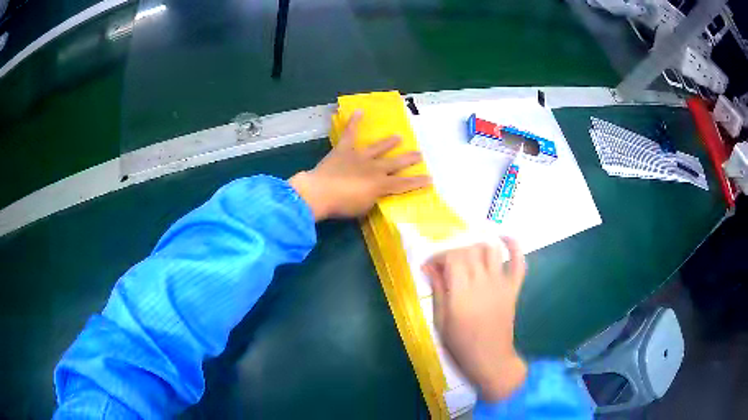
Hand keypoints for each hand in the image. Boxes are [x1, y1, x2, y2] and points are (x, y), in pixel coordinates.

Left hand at [289, 110, 430, 220]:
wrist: (320, 193)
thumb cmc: (342, 205)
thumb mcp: (363, 208)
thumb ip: (372, 198)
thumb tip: (374, 192)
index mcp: (380, 184)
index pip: (404, 184)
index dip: (417, 182)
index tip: (430, 179)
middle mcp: (374, 168)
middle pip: (395, 163)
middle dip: (409, 159)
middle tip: (419, 154)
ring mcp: (359, 157)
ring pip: (378, 148)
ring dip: (389, 143)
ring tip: (398, 137)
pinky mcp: (344, 150)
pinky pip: (350, 134)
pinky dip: (354, 122)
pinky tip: (359, 111)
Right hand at [422, 238, 527, 401]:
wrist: (490, 360)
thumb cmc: (460, 346)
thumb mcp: (441, 321)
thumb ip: (438, 291)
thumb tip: (429, 267)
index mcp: (462, 294)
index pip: (453, 258)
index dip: (440, 257)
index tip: (431, 266)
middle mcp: (483, 283)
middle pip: (470, 251)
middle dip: (454, 253)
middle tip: (446, 267)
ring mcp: (501, 284)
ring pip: (491, 250)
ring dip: (477, 249)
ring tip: (468, 260)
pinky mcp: (513, 289)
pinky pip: (519, 262)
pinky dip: (514, 246)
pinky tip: (503, 239)